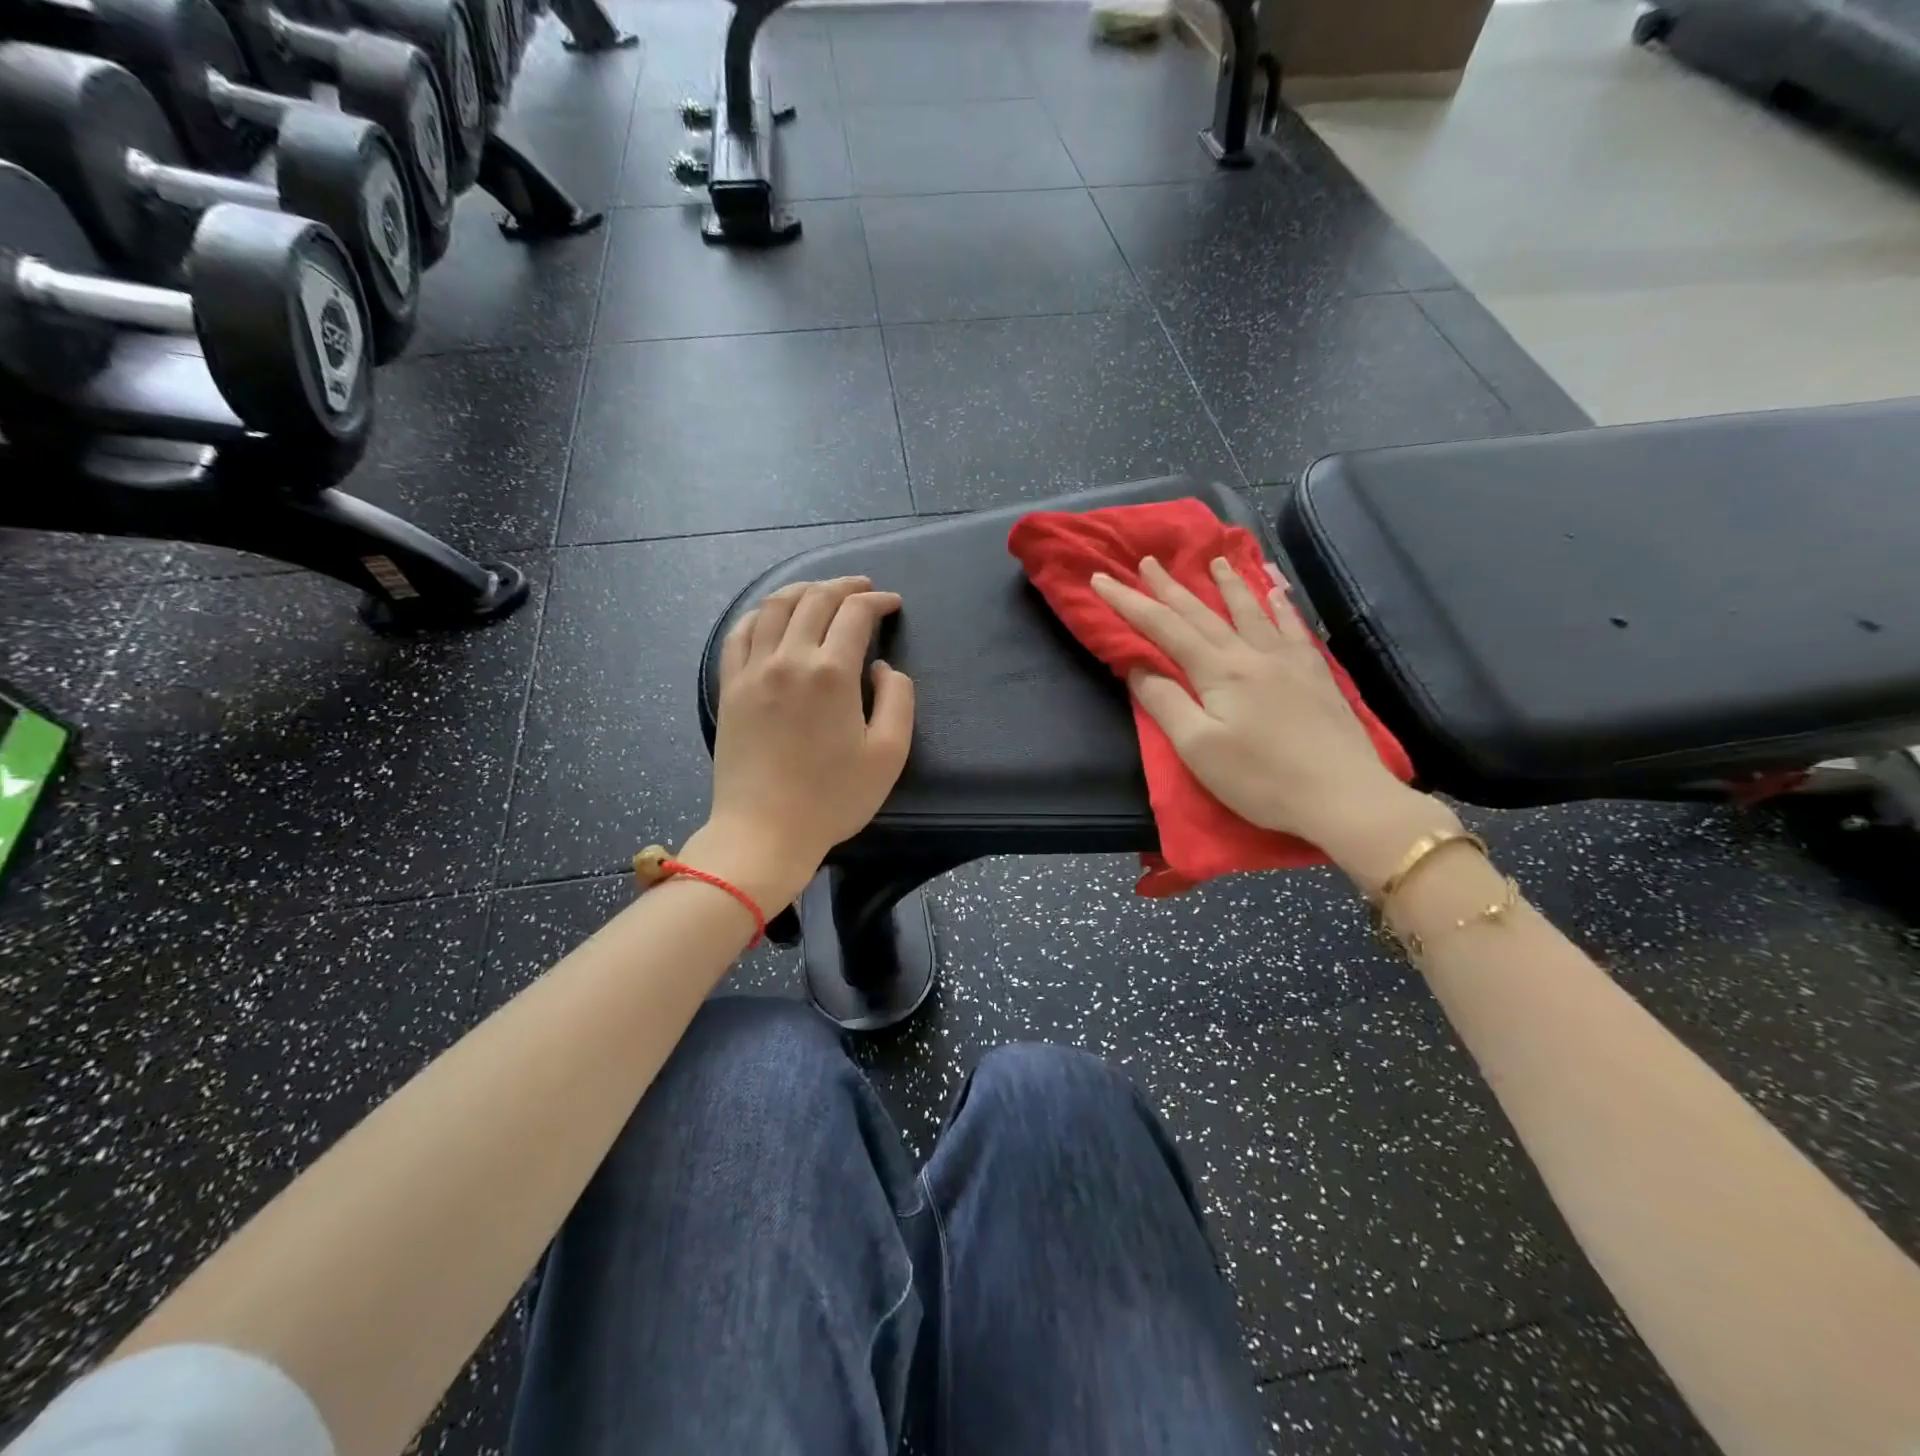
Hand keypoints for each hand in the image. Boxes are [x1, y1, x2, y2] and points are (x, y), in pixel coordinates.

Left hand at [693, 576, 914, 908]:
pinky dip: (761, 613)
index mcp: (832, 673)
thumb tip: (881, 668)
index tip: (892, 604)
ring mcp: (753, 671)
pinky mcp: (730, 687)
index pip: (855, 614)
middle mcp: (789, 659)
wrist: (764, 831)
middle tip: (863, 588)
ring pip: (775, 607)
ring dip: (802, 590)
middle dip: (844, 586)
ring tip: (820, 591)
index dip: (878, 602)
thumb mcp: (889, 754)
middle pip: (815, 600)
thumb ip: (898, 700)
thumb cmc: (833, 798)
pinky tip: (772, 615)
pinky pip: (740, 633)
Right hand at [1091, 556, 1451, 884]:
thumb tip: (1137, 666)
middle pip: (1203, 612)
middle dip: (1170, 586)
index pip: (1164, 628)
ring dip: (1228, 584)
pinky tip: (1278, 591)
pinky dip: (1281, 604)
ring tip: (1216, 560)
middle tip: (1148, 560)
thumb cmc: (1260, 779)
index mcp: (1218, 672)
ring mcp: (1288, 660)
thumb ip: (1165, 702)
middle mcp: (1251, 654)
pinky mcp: (1315, 674)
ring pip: (1251, 610)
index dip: (1130, 603)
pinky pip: (1293, 626)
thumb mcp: (1198, 748)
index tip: (1102, 579)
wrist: (1343, 796)